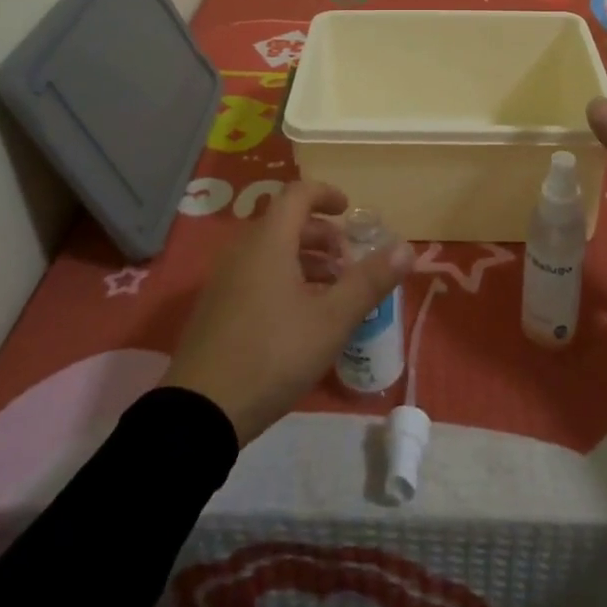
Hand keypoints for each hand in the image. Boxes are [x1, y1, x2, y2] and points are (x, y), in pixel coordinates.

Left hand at [161, 181, 414, 444]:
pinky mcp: (216, 307)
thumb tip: (406, 248)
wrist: (199, 412)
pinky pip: (256, 273)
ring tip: (333, 290)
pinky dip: (284, 277)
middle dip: (322, 235)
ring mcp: (225, 278)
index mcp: (269, 240)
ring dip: (305, 259)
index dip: (326, 194)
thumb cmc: (273, 354)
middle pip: (286, 222)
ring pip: (271, 250)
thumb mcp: (331, 320)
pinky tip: (301, 316)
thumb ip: (369, 281)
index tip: (349, 211)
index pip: (298, 194)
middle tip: (348, 262)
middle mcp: (243, 249)